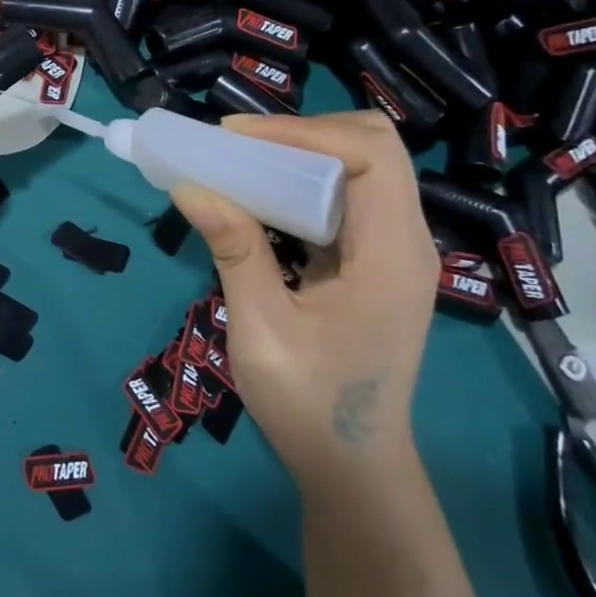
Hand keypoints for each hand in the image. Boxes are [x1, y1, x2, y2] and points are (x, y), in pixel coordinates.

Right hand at [169, 111, 437, 486]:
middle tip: (239, 145)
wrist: (351, 465)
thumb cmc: (309, 404)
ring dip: (302, 151)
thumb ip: (234, 251)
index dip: (304, 132)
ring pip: (364, 165)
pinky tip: (261, 194)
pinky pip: (349, 194)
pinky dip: (304, 179)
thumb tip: (190, 187)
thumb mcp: (261, 328)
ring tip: (241, 160)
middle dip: (305, 132)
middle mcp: (406, 243)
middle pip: (376, 147)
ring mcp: (395, 250)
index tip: (236, 138)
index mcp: (391, 258)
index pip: (372, 157)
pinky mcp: (375, 259)